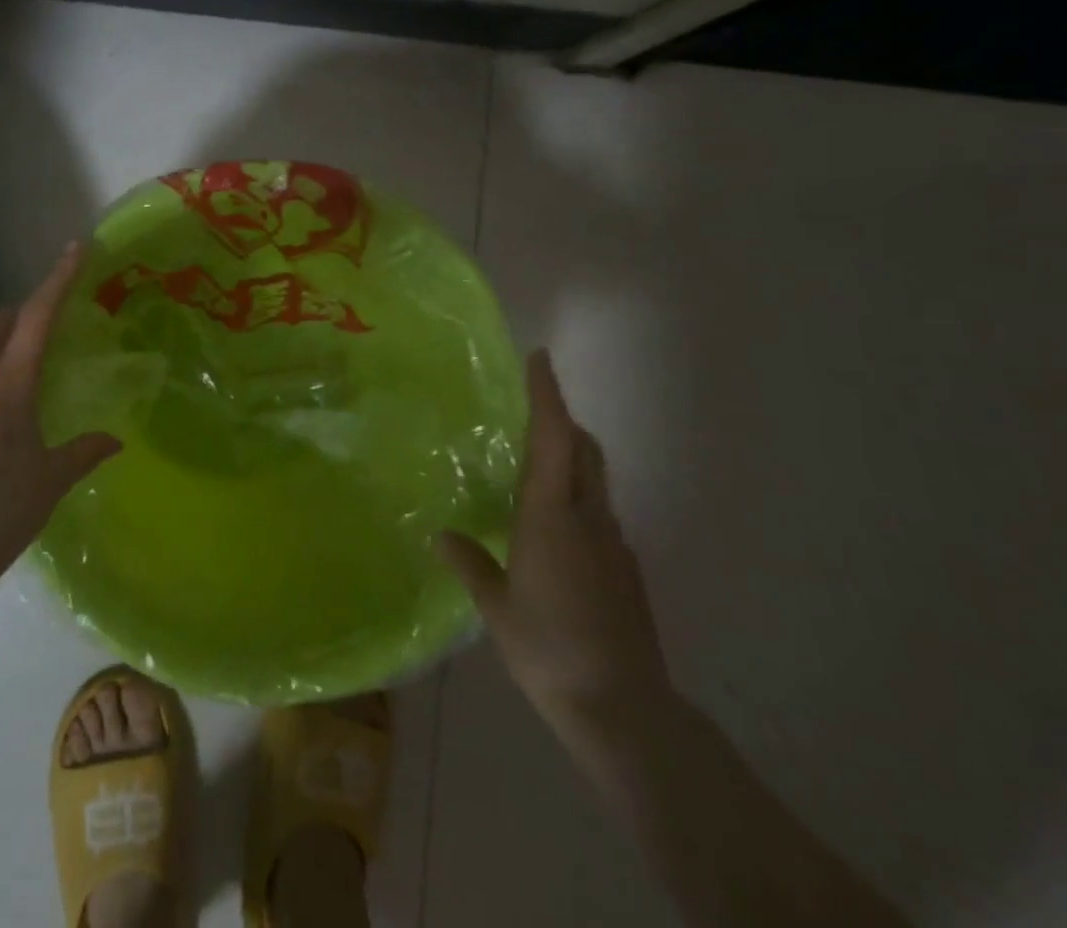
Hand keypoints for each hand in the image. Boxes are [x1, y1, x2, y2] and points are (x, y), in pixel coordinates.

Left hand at [0, 242, 120, 579]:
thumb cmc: (2, 508)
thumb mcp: (52, 478)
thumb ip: (85, 451)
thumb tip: (115, 441)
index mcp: (8, 386)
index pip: (36, 318)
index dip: (57, 280)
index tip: (74, 248)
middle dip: (22, 309)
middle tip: (51, 320)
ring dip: (4, 343)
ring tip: (33, 369)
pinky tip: (6, 412)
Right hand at [437, 350, 671, 738]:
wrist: (624, 709)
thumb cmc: (549, 648)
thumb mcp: (497, 607)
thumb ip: (470, 563)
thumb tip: (440, 535)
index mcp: (552, 515)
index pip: (553, 437)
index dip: (547, 394)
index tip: (539, 357)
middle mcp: (589, 518)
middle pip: (583, 450)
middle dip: (561, 420)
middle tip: (529, 410)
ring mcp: (613, 544)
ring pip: (593, 480)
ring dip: (569, 458)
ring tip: (530, 469)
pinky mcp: (626, 569)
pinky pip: (598, 514)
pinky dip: (576, 499)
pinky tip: (551, 532)